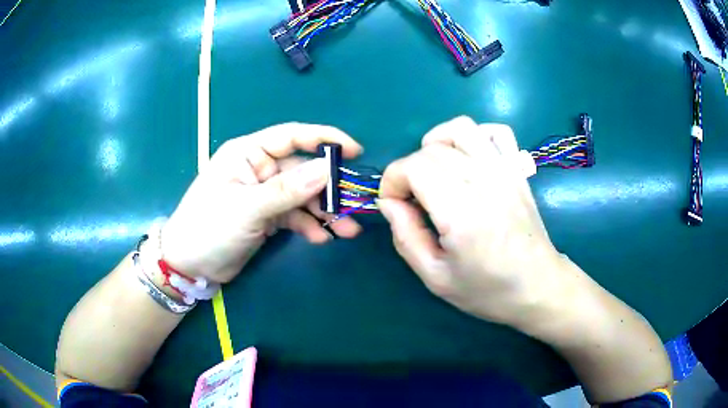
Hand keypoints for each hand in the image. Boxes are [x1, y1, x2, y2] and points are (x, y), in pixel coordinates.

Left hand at [161, 123, 362, 282]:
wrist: (189, 266)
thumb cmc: (208, 228)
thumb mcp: (247, 208)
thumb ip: (287, 189)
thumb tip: (328, 169)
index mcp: (248, 153)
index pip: (292, 137)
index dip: (324, 140)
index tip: (353, 151)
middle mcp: (259, 169)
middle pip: (303, 171)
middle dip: (328, 189)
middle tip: (354, 205)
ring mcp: (264, 194)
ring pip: (303, 197)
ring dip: (325, 213)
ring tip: (347, 230)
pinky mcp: (267, 217)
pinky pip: (295, 216)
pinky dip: (309, 226)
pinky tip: (322, 239)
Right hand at [378, 116, 572, 327]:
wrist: (538, 286)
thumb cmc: (487, 289)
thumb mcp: (435, 277)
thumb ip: (405, 237)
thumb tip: (389, 202)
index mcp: (461, 211)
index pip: (413, 166)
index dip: (392, 181)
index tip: (393, 205)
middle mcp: (484, 180)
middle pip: (431, 149)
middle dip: (409, 170)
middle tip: (413, 200)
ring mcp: (505, 170)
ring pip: (460, 128)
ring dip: (437, 143)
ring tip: (435, 171)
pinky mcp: (517, 169)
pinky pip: (495, 131)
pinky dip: (474, 137)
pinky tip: (468, 160)